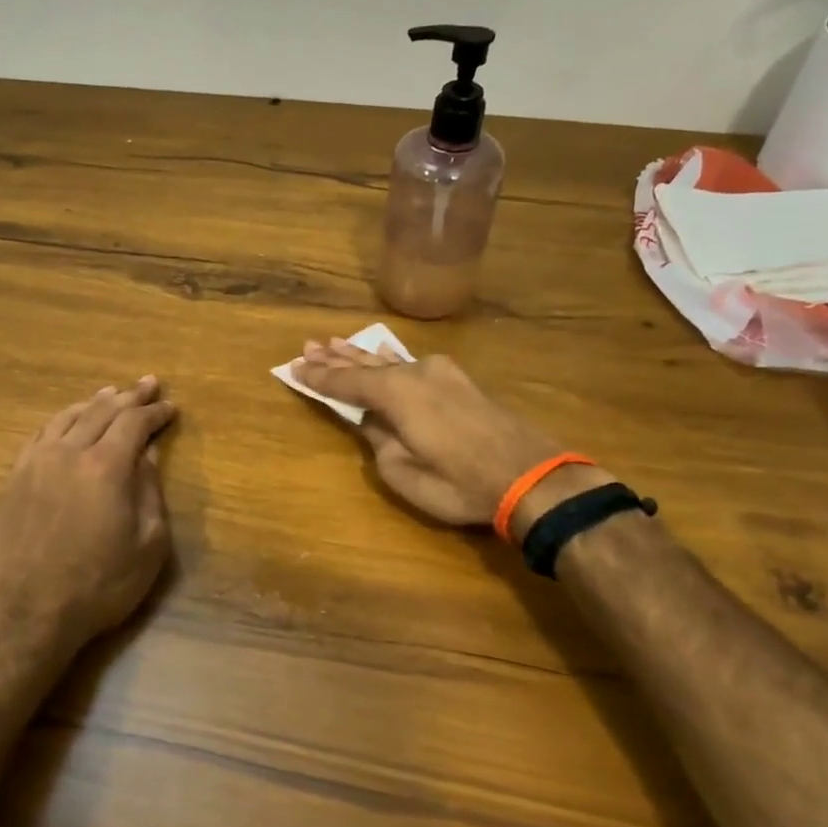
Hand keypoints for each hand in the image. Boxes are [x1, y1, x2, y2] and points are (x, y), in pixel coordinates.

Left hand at [0, 376, 175, 661]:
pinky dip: (62, 419)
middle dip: (129, 396)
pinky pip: (41, 434)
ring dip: (94, 402)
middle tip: (148, 383)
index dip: (155, 412)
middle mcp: (69, 453)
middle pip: (102, 411)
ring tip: (111, 393)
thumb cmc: (100, 585)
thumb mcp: (148, 546)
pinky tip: (68, 421)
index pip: (134, 423)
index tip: (171, 407)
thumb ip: (150, 493)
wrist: (29, 613)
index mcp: (106, 467)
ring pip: (68, 417)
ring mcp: (37, 463)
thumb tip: (147, 456)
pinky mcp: (16, 479)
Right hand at [291, 339, 613, 531]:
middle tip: (309, 346)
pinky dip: (390, 361)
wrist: (532, 476)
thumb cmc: (461, 483)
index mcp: (397, 394)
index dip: (319, 377)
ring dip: (363, 355)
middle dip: (337, 356)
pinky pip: (412, 365)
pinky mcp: (461, 383)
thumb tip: (372, 422)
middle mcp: (416, 373)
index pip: (347, 381)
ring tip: (337, 343)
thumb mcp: (405, 474)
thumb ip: (380, 442)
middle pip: (367, 362)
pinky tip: (385, 355)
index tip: (294, 368)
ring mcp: (442, 374)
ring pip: (391, 360)